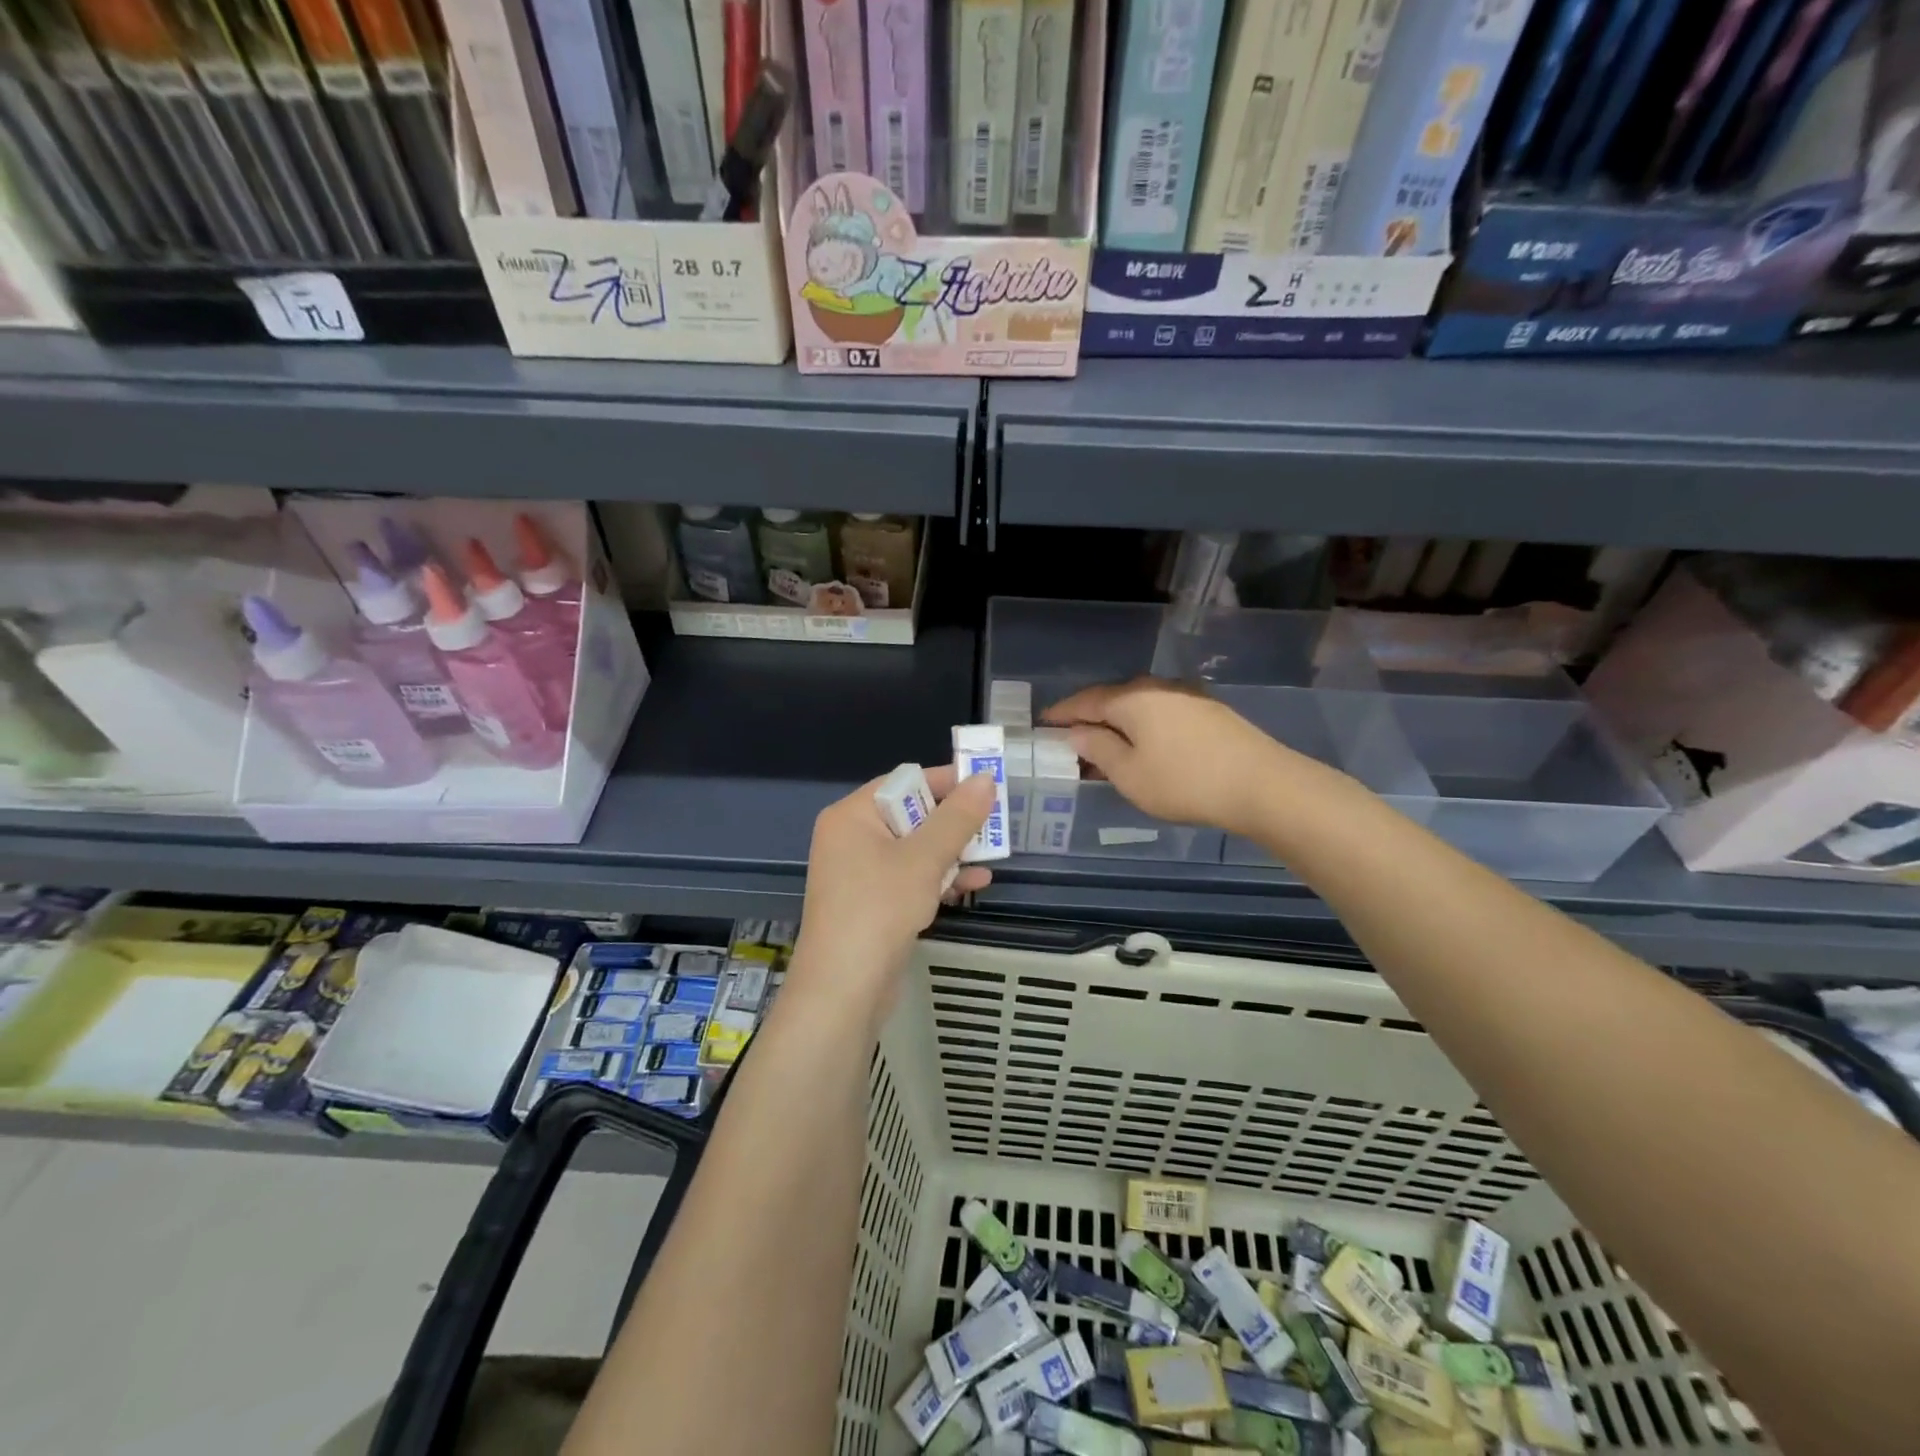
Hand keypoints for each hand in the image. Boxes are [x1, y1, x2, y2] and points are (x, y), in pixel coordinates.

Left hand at [790, 765, 995, 1021]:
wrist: (843, 990)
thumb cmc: (879, 910)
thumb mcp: (924, 859)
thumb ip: (957, 818)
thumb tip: (985, 779)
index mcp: (852, 815)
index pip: (905, 782)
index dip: (947, 782)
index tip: (988, 787)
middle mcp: (851, 837)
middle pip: (912, 815)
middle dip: (954, 823)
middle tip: (995, 825)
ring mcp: (860, 873)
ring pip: (915, 849)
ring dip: (952, 853)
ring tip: (992, 858)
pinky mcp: (872, 903)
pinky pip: (910, 878)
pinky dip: (938, 878)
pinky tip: (974, 884)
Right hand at [1042, 678, 1286, 837]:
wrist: (1262, 785)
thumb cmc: (1184, 782)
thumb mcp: (1129, 774)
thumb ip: (1098, 749)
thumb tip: (1077, 734)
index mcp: (1131, 698)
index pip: (1085, 701)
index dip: (1062, 714)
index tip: (1043, 725)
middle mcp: (1157, 688)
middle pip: (1113, 700)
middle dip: (1090, 721)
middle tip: (1072, 745)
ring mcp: (1187, 697)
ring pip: (1139, 708)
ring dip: (1119, 727)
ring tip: (1107, 753)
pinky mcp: (1209, 712)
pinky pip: (1161, 715)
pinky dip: (1144, 729)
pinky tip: (1144, 750)